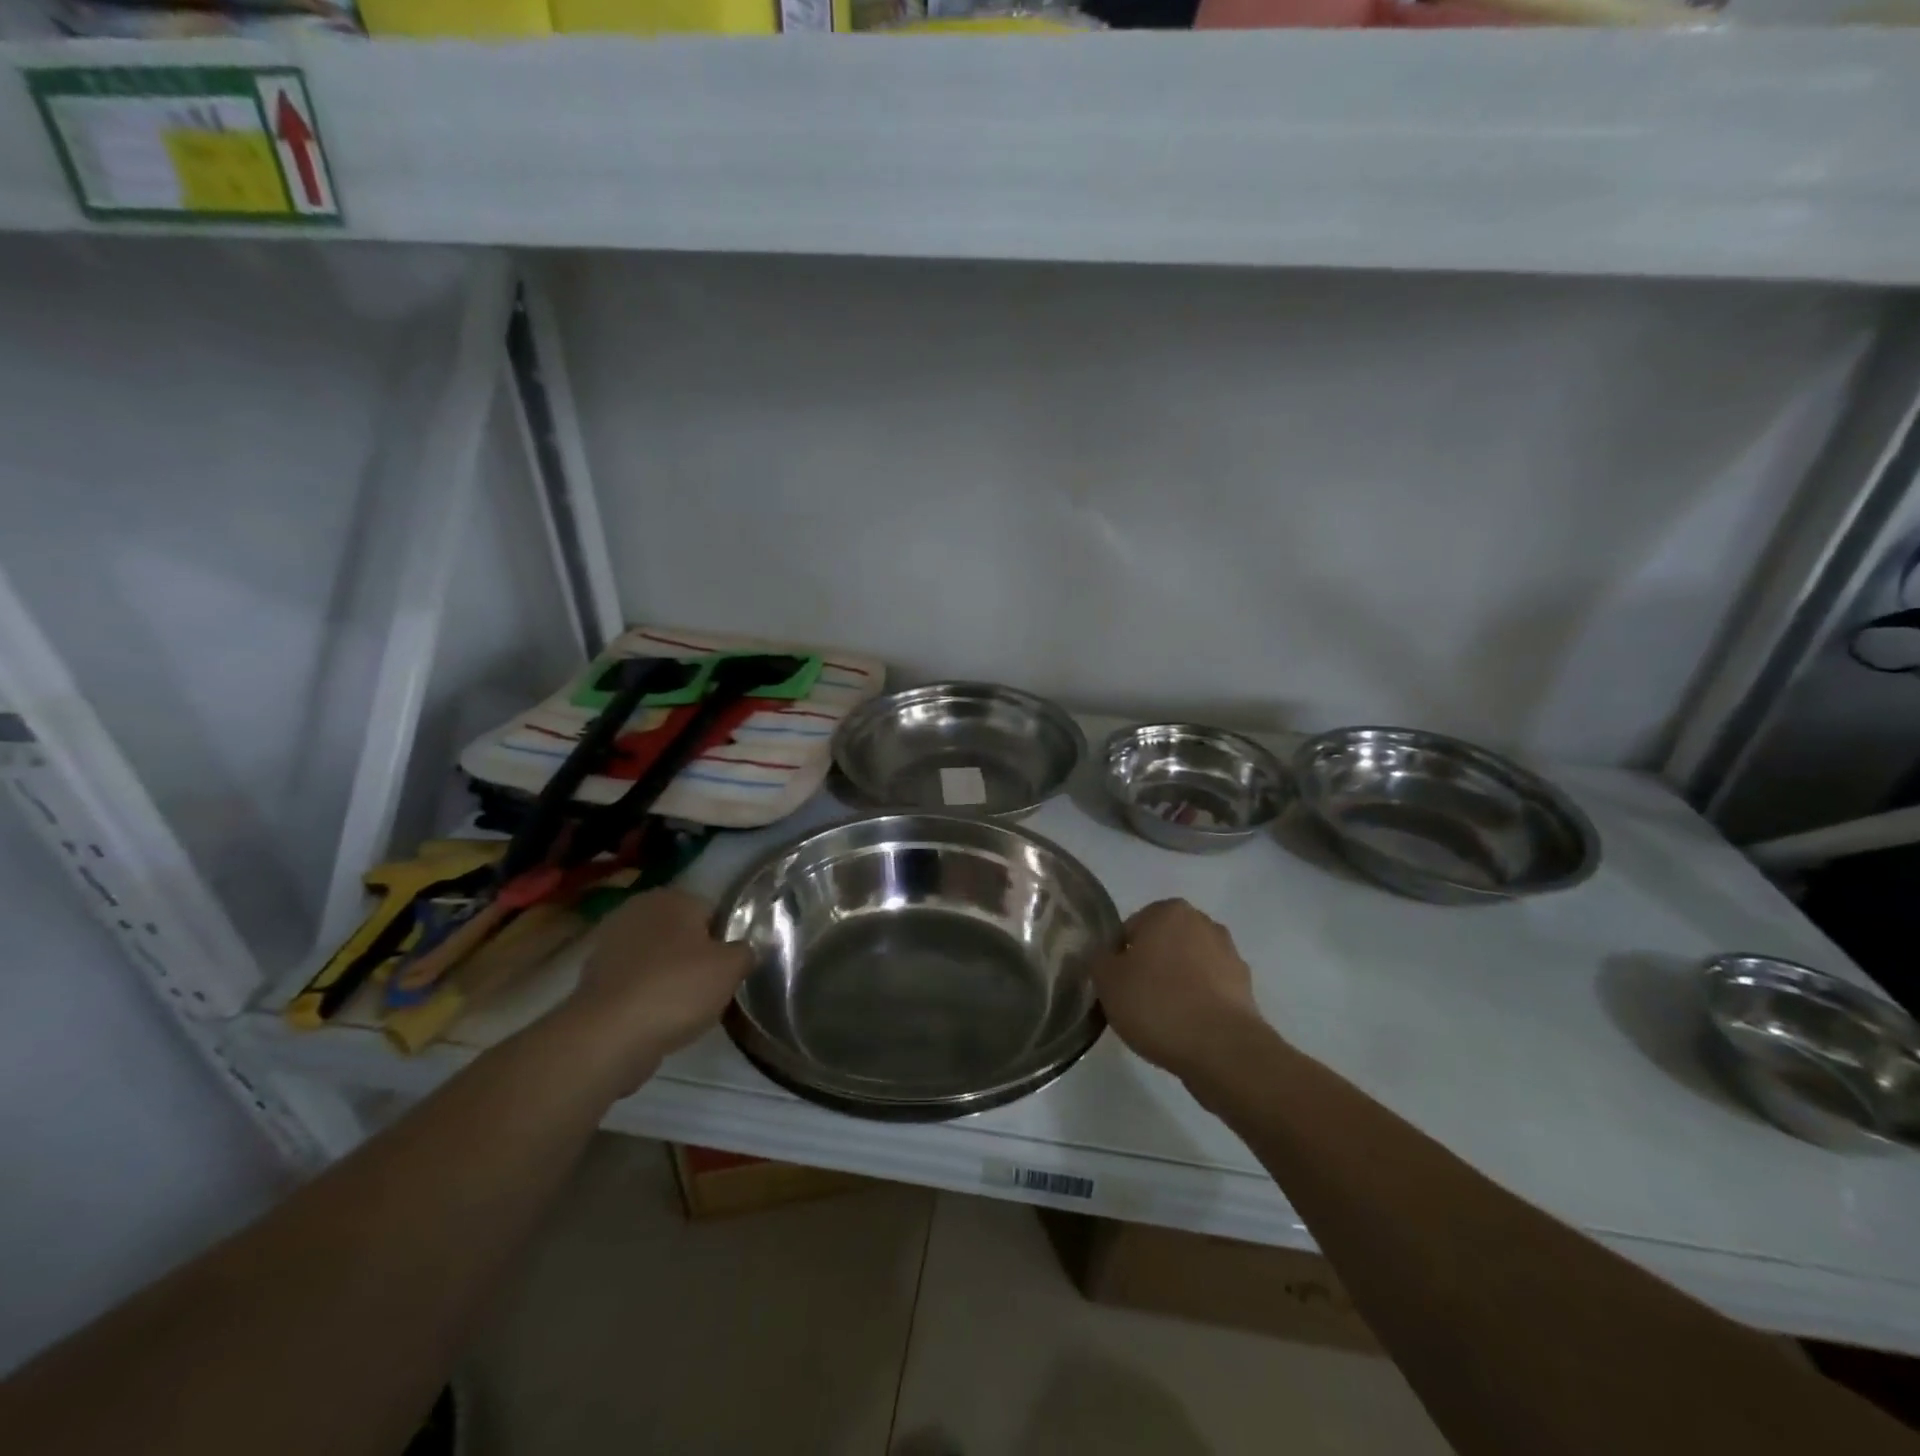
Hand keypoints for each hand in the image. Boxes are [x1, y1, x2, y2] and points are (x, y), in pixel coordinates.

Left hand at [560, 889, 752, 1091]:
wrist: (608, 1035)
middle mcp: (637, 910)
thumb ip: (746, 951)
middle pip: (682, 934)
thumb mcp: (731, 968)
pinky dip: (645, 996)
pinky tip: (656, 1019)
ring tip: (684, 1009)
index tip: (731, 969)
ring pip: (656, 959)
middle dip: (695, 957)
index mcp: (672, 897)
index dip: (726, 941)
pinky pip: (633, 983)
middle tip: (711, 988)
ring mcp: (610, 943)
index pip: (712, 912)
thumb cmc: (677, 988)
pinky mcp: (592, 978)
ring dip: (668, 977)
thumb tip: (744, 950)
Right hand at [1090, 899, 1268, 1080]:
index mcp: (1169, 911)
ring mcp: (1230, 955)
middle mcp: (1203, 923)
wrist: (1222, 1049)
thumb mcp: (1107, 980)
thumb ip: (1099, 959)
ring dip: (1177, 985)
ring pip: (1189, 966)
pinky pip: (1210, 991)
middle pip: (1163, 944)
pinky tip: (1187, 1029)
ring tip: (1164, 1020)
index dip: (1120, 958)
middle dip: (1151, 966)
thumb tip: (1107, 957)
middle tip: (1136, 1001)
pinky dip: (1198, 1004)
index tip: (1117, 985)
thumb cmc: (1157, 1003)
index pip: (1131, 928)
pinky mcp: (1246, 989)